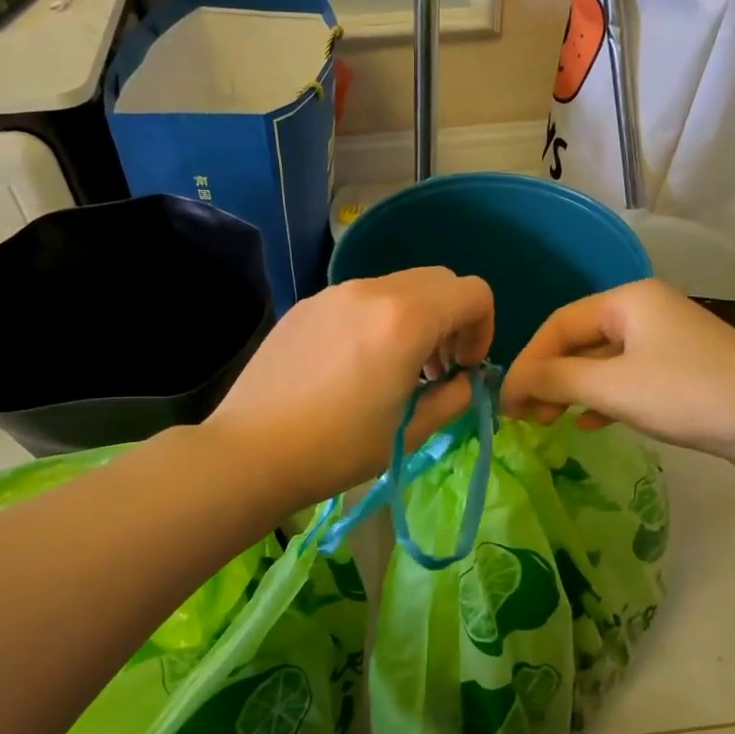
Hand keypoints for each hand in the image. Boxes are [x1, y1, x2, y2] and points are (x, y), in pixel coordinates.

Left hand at [204, 267, 494, 506]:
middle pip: (438, 281)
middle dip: (452, 320)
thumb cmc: (337, 449)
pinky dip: (378, 321)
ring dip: (415, 319)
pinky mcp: (307, 305)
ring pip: (398, 287)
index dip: (484, 329)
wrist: (250, 452)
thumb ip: (453, 398)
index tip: (465, 368)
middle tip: (437, 368)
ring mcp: (334, 293)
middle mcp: (372, 291)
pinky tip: (354, 367)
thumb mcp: (410, 431)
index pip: (473, 293)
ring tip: (396, 369)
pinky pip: (360, 299)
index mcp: (405, 319)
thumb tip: (465, 380)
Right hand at [500, 279, 734, 483]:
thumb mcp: (612, 385)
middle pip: (579, 342)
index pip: (558, 324)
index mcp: (628, 300)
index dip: (527, 361)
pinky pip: (629, 382)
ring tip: (548, 422)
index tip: (507, 401)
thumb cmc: (689, 394)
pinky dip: (604, 401)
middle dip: (548, 377)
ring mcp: (668, 344)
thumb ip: (556, 380)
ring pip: (603, 364)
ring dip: (572, 391)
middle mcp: (646, 313)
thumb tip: (512, 383)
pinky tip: (588, 424)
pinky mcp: (685, 376)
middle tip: (526, 416)